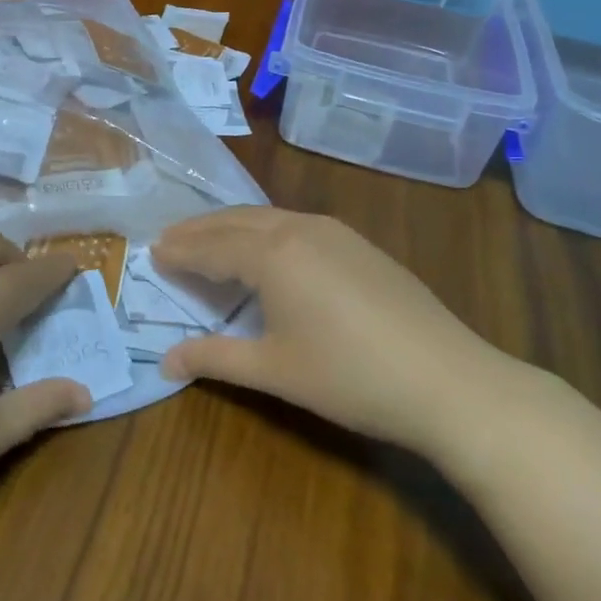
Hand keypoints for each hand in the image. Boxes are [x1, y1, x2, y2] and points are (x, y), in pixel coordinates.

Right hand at [154, 207, 530, 461]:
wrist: (449, 382)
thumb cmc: (350, 377)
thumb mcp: (273, 370)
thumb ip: (214, 358)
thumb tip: (163, 362)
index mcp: (273, 254)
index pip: (212, 247)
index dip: (181, 251)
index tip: (151, 252)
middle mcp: (300, 228)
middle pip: (236, 222)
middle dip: (200, 230)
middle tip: (169, 239)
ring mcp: (336, 233)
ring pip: (269, 218)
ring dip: (232, 227)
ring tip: (209, 240)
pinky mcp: (361, 245)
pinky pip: (297, 225)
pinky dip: (266, 231)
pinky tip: (267, 249)